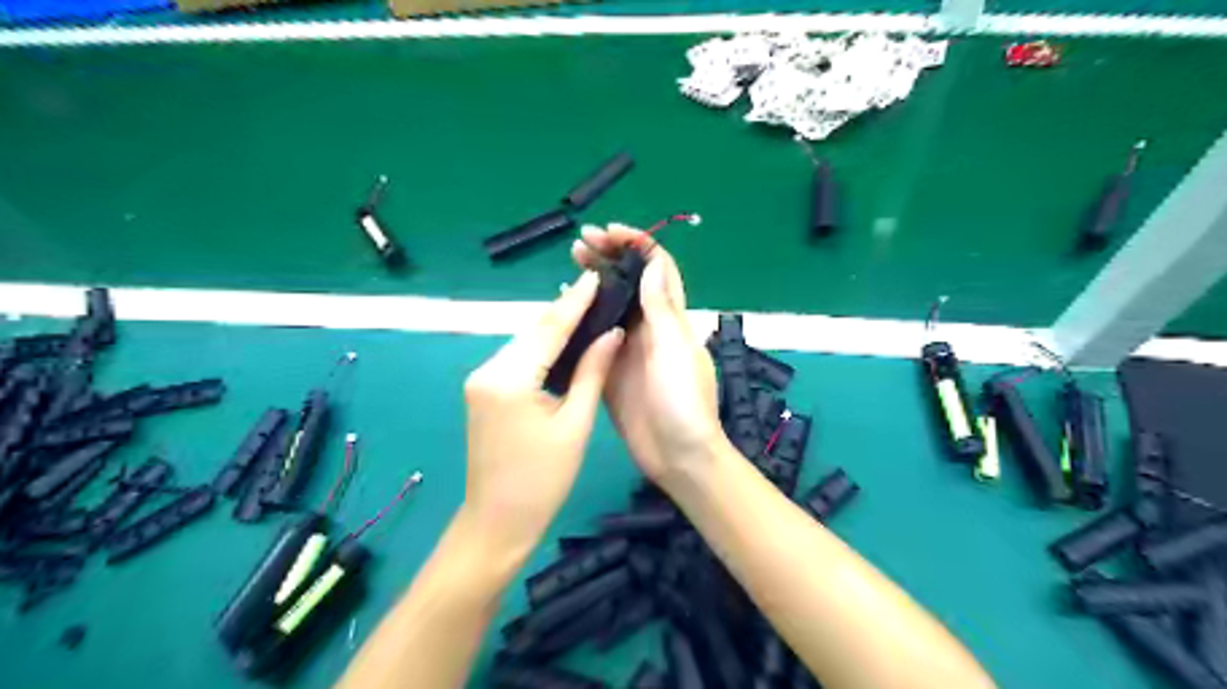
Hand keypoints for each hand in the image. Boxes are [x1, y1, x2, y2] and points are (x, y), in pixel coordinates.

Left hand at [463, 268, 624, 553]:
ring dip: (555, 328)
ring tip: (590, 309)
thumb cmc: (542, 480)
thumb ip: (591, 372)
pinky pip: (518, 360)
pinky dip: (543, 348)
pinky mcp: (483, 391)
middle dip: (566, 310)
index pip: (549, 328)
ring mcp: (481, 380)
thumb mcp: (575, 425)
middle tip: (600, 290)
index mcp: (509, 378)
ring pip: (525, 343)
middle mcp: (487, 370)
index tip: (596, 275)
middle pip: (533, 331)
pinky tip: (566, 341)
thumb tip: (612, 333)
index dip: (575, 301)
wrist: (497, 522)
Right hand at [570, 223, 719, 486]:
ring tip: (567, 267)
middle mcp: (650, 327)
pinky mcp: (610, 369)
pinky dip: (582, 319)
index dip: (637, 244)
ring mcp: (628, 348)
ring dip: (593, 283)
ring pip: (610, 305)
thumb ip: (661, 308)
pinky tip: (563, 311)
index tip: (608, 233)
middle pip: (629, 281)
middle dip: (608, 257)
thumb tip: (652, 262)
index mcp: (670, 317)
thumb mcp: (673, 350)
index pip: (657, 267)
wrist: (676, 456)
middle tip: (578, 245)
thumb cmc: (682, 401)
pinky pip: (595, 337)